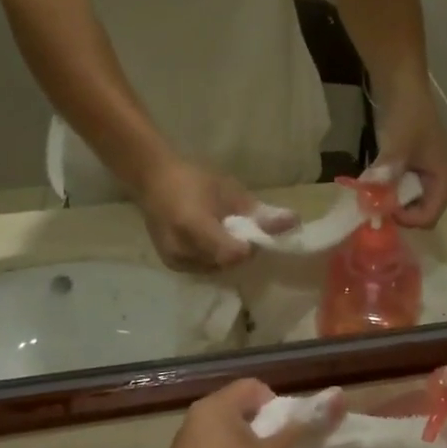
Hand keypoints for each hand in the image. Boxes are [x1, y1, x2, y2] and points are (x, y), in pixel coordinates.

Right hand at [133, 156, 267, 271]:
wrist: (151, 179)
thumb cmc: (194, 178)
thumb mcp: (229, 190)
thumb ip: (260, 211)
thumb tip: (295, 223)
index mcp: (194, 225)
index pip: (233, 254)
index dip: (249, 247)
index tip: (252, 232)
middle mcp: (181, 249)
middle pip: (227, 264)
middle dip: (240, 251)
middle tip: (240, 230)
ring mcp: (175, 260)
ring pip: (217, 269)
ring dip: (227, 256)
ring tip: (223, 233)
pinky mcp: (172, 265)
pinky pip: (204, 268)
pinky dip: (214, 258)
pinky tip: (212, 240)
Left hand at [373, 82, 446, 227]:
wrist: (404, 87)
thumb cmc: (408, 116)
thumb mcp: (397, 147)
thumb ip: (386, 175)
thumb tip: (371, 201)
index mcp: (445, 181)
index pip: (427, 218)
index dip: (404, 219)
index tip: (381, 206)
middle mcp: (441, 183)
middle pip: (419, 214)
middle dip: (396, 212)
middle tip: (372, 203)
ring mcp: (429, 176)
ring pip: (409, 203)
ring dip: (390, 201)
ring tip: (371, 191)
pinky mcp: (417, 169)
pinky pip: (403, 190)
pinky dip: (389, 189)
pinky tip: (375, 180)